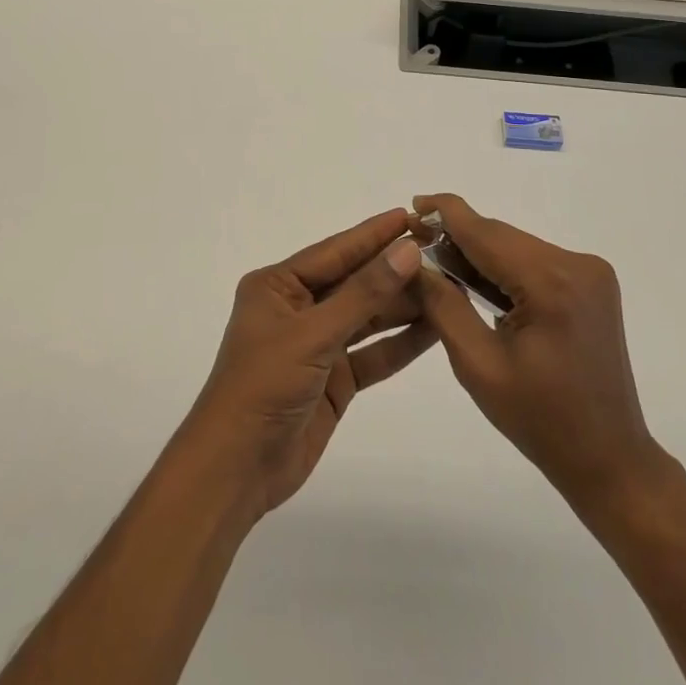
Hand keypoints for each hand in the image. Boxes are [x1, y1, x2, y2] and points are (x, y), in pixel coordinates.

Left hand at [178, 209, 437, 518]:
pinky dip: (400, 343)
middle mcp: (298, 309)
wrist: (237, 469)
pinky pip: (372, 353)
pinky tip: (434, 330)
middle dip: (395, 271)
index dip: (374, 234)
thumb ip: (363, 293)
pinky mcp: (334, 379)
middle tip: (443, 254)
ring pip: (367, 318)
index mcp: (278, 286)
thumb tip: (406, 250)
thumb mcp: (313, 334)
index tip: (412, 216)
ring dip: (403, 306)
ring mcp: (317, 345)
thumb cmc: (264, 386)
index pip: (335, 251)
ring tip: (448, 287)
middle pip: (354, 283)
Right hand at [413, 194, 665, 506]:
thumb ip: (443, 304)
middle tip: (415, 246)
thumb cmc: (539, 419)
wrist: (608, 458)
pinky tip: (478, 283)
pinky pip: (535, 261)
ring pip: (516, 246)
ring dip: (480, 254)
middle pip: (501, 237)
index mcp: (552, 283)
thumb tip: (413, 260)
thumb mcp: (477, 364)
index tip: (412, 205)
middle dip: (458, 238)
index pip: (486, 233)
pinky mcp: (592, 284)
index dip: (446, 214)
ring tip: (440, 266)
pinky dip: (504, 268)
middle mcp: (577, 265)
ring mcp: (590, 272)